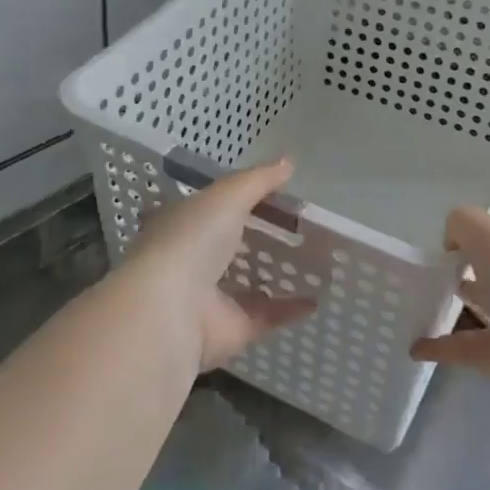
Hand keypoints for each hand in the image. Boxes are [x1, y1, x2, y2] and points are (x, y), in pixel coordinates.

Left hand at [116, 158, 315, 371]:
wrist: (172, 309)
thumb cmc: (192, 239)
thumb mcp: (227, 196)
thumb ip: (258, 180)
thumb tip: (288, 162)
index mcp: (183, 223)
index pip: (210, 206)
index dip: (238, 197)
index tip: (274, 191)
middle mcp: (193, 259)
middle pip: (230, 245)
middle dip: (257, 237)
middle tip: (299, 227)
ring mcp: (211, 296)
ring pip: (248, 283)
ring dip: (275, 274)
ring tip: (313, 260)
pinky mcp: (231, 327)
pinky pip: (267, 315)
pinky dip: (290, 308)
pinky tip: (317, 298)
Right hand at [410, 182, 489, 415]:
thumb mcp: (489, 235)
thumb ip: (462, 223)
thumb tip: (455, 240)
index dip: (484, 185)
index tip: (444, 184)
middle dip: (460, 242)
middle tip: (417, 237)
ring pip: (481, 294)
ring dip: (451, 291)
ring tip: (411, 284)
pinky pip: (467, 344)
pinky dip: (441, 345)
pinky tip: (413, 344)